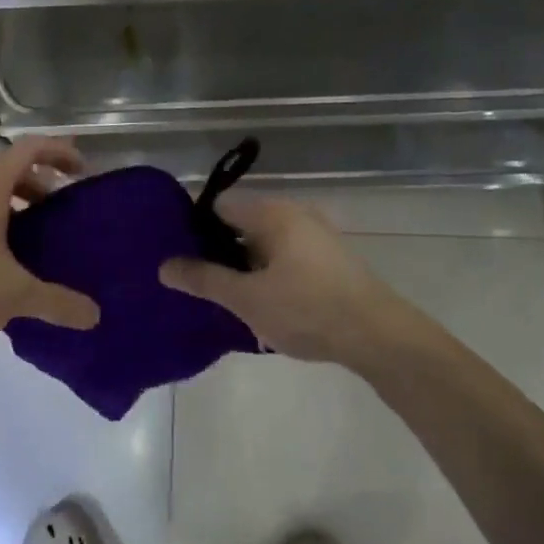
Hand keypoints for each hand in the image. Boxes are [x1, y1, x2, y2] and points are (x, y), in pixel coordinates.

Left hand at [0, 137, 101, 354]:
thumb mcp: (15, 296)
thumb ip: (58, 303)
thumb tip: (95, 316)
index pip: (26, 149)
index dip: (57, 151)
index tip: (81, 170)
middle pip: (6, 169)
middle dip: (40, 181)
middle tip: (63, 206)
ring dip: (15, 202)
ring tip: (35, 234)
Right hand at [158, 192, 434, 369]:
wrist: (379, 336)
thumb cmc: (307, 310)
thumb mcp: (247, 299)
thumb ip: (204, 279)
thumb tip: (164, 266)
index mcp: (273, 213)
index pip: (219, 207)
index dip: (193, 229)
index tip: (177, 257)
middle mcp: (295, 214)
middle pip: (241, 225)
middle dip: (218, 253)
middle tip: (198, 284)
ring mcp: (316, 236)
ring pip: (264, 245)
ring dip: (244, 269)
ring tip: (227, 300)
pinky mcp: (330, 260)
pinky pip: (285, 259)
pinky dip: (268, 276)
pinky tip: (262, 306)